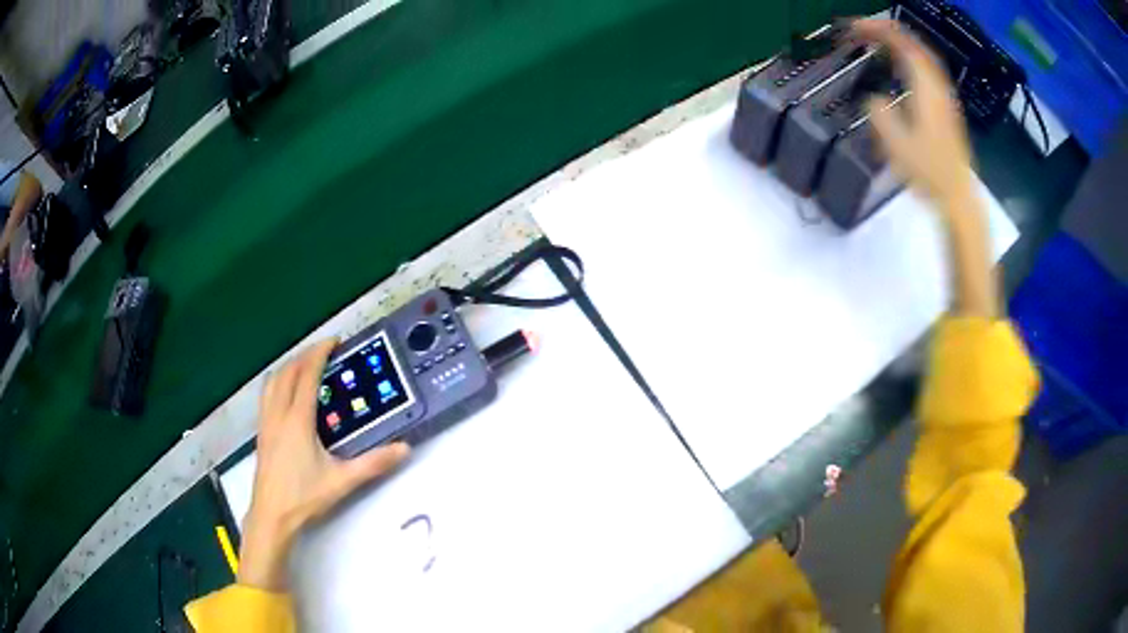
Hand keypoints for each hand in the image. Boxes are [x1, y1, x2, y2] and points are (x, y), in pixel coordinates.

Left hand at [239, 339, 410, 590]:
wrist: (271, 515)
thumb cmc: (304, 496)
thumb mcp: (342, 481)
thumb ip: (374, 464)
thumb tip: (404, 449)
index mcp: (297, 420)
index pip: (307, 375)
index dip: (319, 353)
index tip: (335, 342)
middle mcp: (278, 414)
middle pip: (288, 372)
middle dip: (305, 355)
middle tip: (325, 352)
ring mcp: (266, 422)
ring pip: (273, 381)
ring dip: (289, 366)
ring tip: (306, 367)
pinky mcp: (261, 432)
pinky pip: (267, 394)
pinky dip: (279, 382)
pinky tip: (288, 395)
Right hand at [854, 19, 973, 208]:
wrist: (958, 198)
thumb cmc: (929, 173)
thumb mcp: (896, 144)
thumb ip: (880, 114)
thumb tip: (872, 99)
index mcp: (926, 88)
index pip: (902, 43)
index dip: (877, 29)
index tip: (853, 29)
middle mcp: (938, 87)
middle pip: (915, 44)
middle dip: (888, 31)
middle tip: (864, 30)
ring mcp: (945, 98)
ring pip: (923, 57)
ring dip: (900, 44)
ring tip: (878, 43)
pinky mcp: (946, 110)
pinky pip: (927, 72)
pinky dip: (909, 60)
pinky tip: (900, 69)